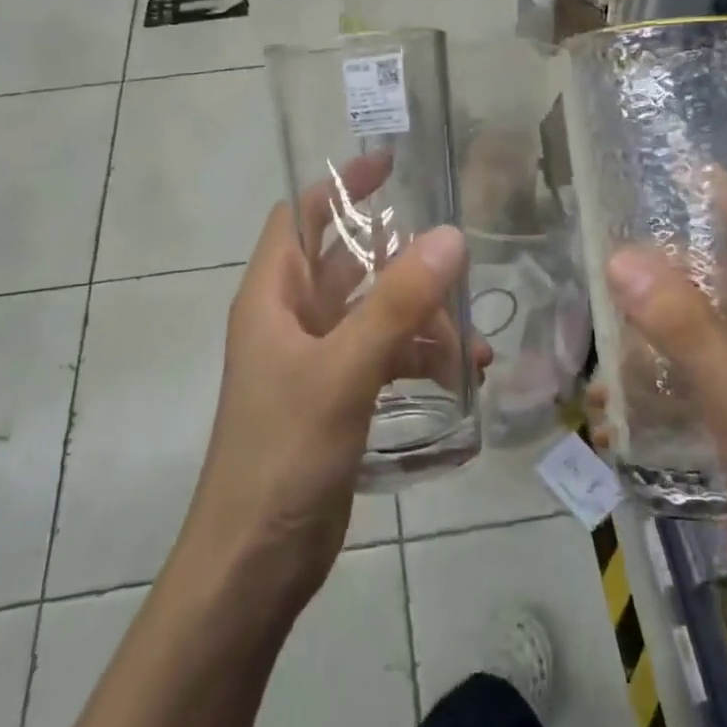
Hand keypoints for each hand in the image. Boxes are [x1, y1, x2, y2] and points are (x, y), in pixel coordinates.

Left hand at [181, 152, 478, 610]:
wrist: (255, 562)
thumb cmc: (284, 454)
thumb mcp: (343, 371)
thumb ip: (398, 304)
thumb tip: (450, 235)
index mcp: (274, 296)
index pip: (301, 215)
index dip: (341, 184)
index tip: (392, 164)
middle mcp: (292, 319)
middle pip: (350, 265)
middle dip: (402, 260)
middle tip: (458, 257)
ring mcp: (316, 360)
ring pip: (375, 314)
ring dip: (421, 318)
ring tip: (472, 338)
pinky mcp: (338, 398)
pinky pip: (384, 358)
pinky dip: (420, 359)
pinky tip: (463, 375)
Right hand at [596, 215, 726, 618]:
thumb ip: (684, 324)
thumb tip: (619, 255)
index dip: (721, 195)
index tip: (663, 170)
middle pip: (720, 271)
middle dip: (667, 257)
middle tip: (605, 238)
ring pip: (694, 321)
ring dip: (649, 318)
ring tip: (595, 309)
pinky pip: (683, 371)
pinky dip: (649, 370)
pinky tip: (610, 392)